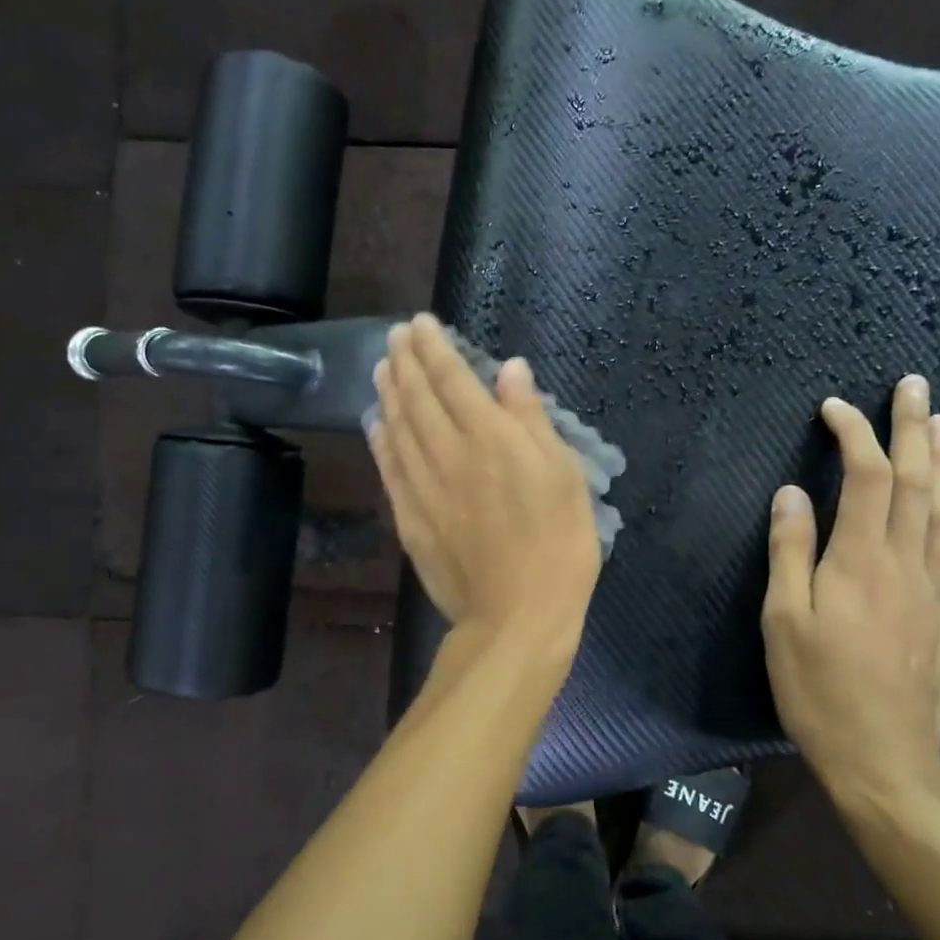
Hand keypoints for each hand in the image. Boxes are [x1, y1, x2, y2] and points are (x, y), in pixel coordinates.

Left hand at [368, 314, 601, 644]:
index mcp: (491, 438)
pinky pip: (389, 469)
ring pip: (398, 427)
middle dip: (405, 361)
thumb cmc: (558, 544)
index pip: (453, 379)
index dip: (435, 348)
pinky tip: (376, 424)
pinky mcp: (410, 519)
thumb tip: (511, 369)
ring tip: (381, 367)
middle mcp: (449, 453)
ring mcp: (423, 487)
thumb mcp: (564, 475)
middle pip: (418, 396)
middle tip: (395, 336)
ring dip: (388, 392)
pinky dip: (380, 440)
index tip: (420, 324)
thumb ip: (531, 419)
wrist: (517, 616)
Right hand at [761, 375, 939, 821]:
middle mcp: (906, 565)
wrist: (883, 761)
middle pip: (915, 483)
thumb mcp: (784, 622)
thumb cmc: (819, 690)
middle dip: (913, 429)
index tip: (834, 408)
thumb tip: (792, 492)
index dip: (854, 435)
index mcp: (860, 562)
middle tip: (914, 385)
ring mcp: (936, 592)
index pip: (865, 479)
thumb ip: (789, 553)